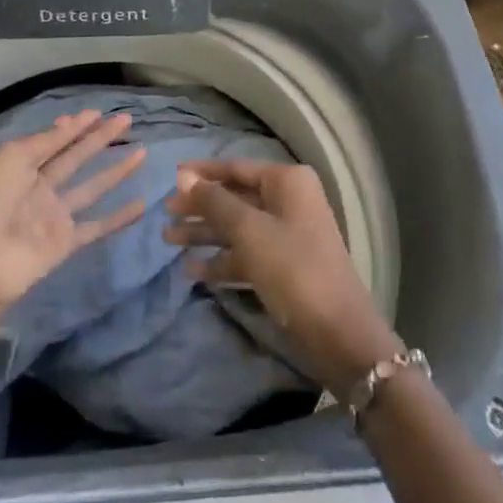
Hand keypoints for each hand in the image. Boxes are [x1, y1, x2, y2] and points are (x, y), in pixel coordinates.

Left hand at [0, 110, 147, 337]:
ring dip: (115, 171)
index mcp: (21, 164)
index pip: (55, 140)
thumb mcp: (12, 157)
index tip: (100, 112)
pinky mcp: (65, 243)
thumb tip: (70, 123)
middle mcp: (40, 186)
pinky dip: (118, 218)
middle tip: (127, 120)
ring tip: (142, 152)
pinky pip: (96, 227)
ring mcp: (53, 215)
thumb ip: (46, 141)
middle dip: (99, 138)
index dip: (76, 126)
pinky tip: (140, 204)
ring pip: (92, 187)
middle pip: (76, 157)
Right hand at [164, 160, 400, 397]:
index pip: (236, 168)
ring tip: (168, 240)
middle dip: (200, 207)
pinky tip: (191, 271)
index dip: (202, 173)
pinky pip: (246, 255)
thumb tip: (184, 176)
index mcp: (287, 182)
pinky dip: (221, 260)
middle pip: (235, 198)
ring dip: (205, 234)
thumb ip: (215, 202)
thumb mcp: (249, 231)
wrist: (339, 334)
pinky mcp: (284, 267)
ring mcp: (288, 235)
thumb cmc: (293, 269)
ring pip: (238, 228)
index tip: (169, 178)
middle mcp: (289, 201)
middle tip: (163, 214)